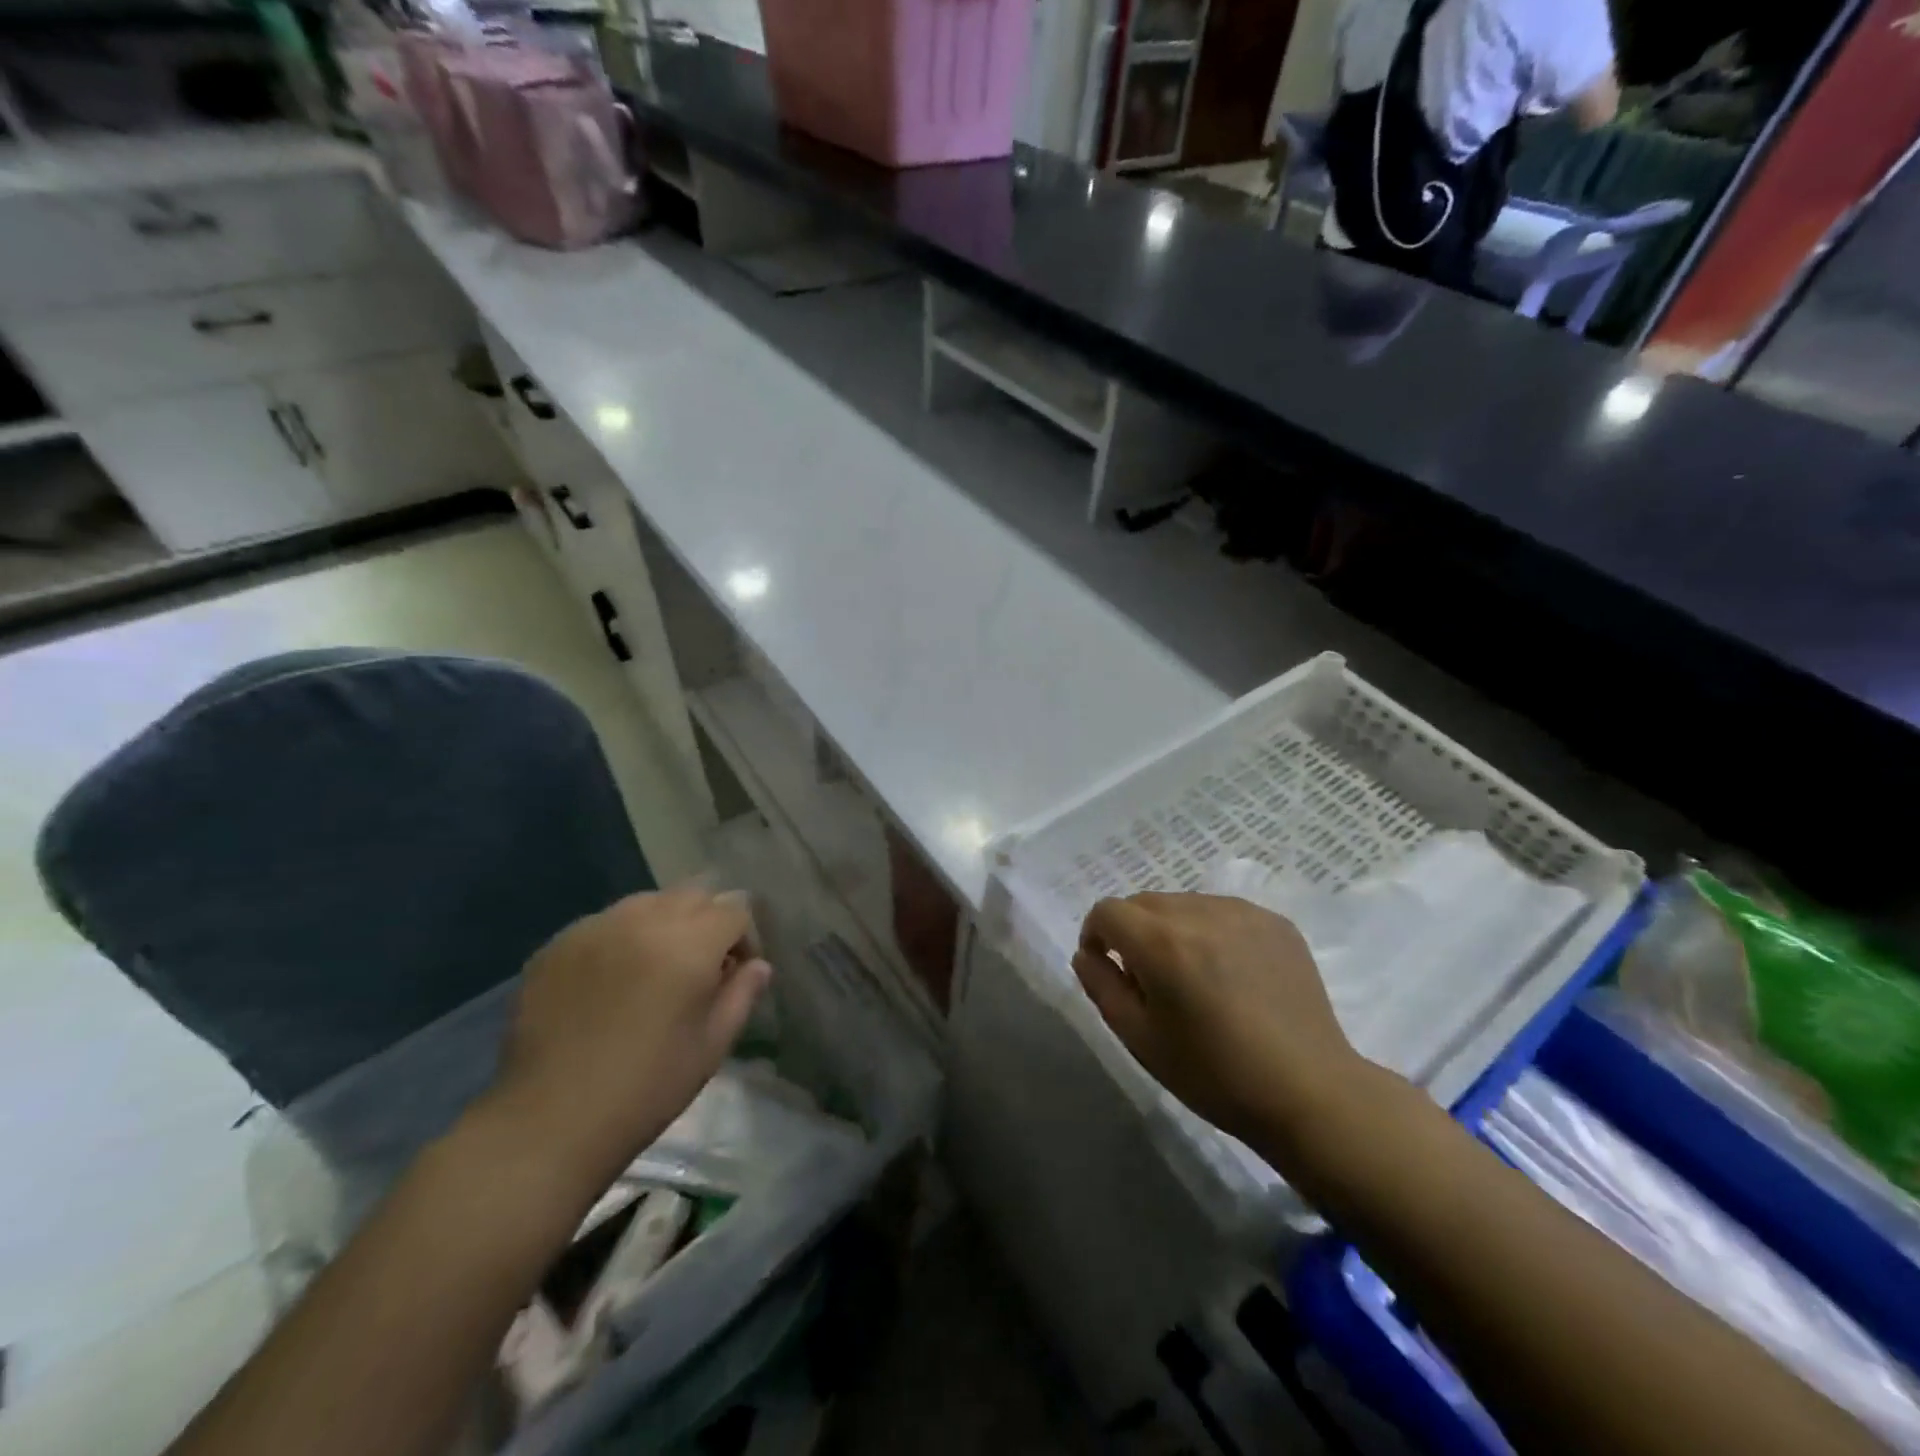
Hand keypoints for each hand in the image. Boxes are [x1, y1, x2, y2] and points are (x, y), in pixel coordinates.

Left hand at [489, 885, 770, 1187]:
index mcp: (689, 944)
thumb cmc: (646, 1089)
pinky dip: (621, 938)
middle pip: (693, 894)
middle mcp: (643, 921)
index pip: (734, 910)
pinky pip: (604, 923)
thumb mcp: (711, 1046)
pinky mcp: (556, 945)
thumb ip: (742, 995)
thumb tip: (757, 965)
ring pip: (647, 902)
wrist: (548, 1122)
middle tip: (700, 968)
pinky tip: (611, 981)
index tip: (736, 973)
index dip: (744, 939)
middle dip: (707, 922)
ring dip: (664, 923)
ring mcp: (595, 928)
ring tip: (655, 968)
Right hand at [1072, 892, 1367, 1149]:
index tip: (1106, 966)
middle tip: (1149, 980)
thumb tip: (1087, 954)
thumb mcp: (1140, 1038)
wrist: (1309, 1092)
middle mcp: (1200, 913)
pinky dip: (1211, 932)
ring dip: (1172, 930)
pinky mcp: (1275, 922)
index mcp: (1162, 943)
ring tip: (1193, 977)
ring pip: (1184, 904)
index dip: (1096, 935)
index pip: (1108, 911)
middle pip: (1144, 902)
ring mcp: (1243, 913)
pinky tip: (1230, 974)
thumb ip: (1101, 986)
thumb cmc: (1214, 1074)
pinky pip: (1223, 912)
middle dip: (1133, 932)